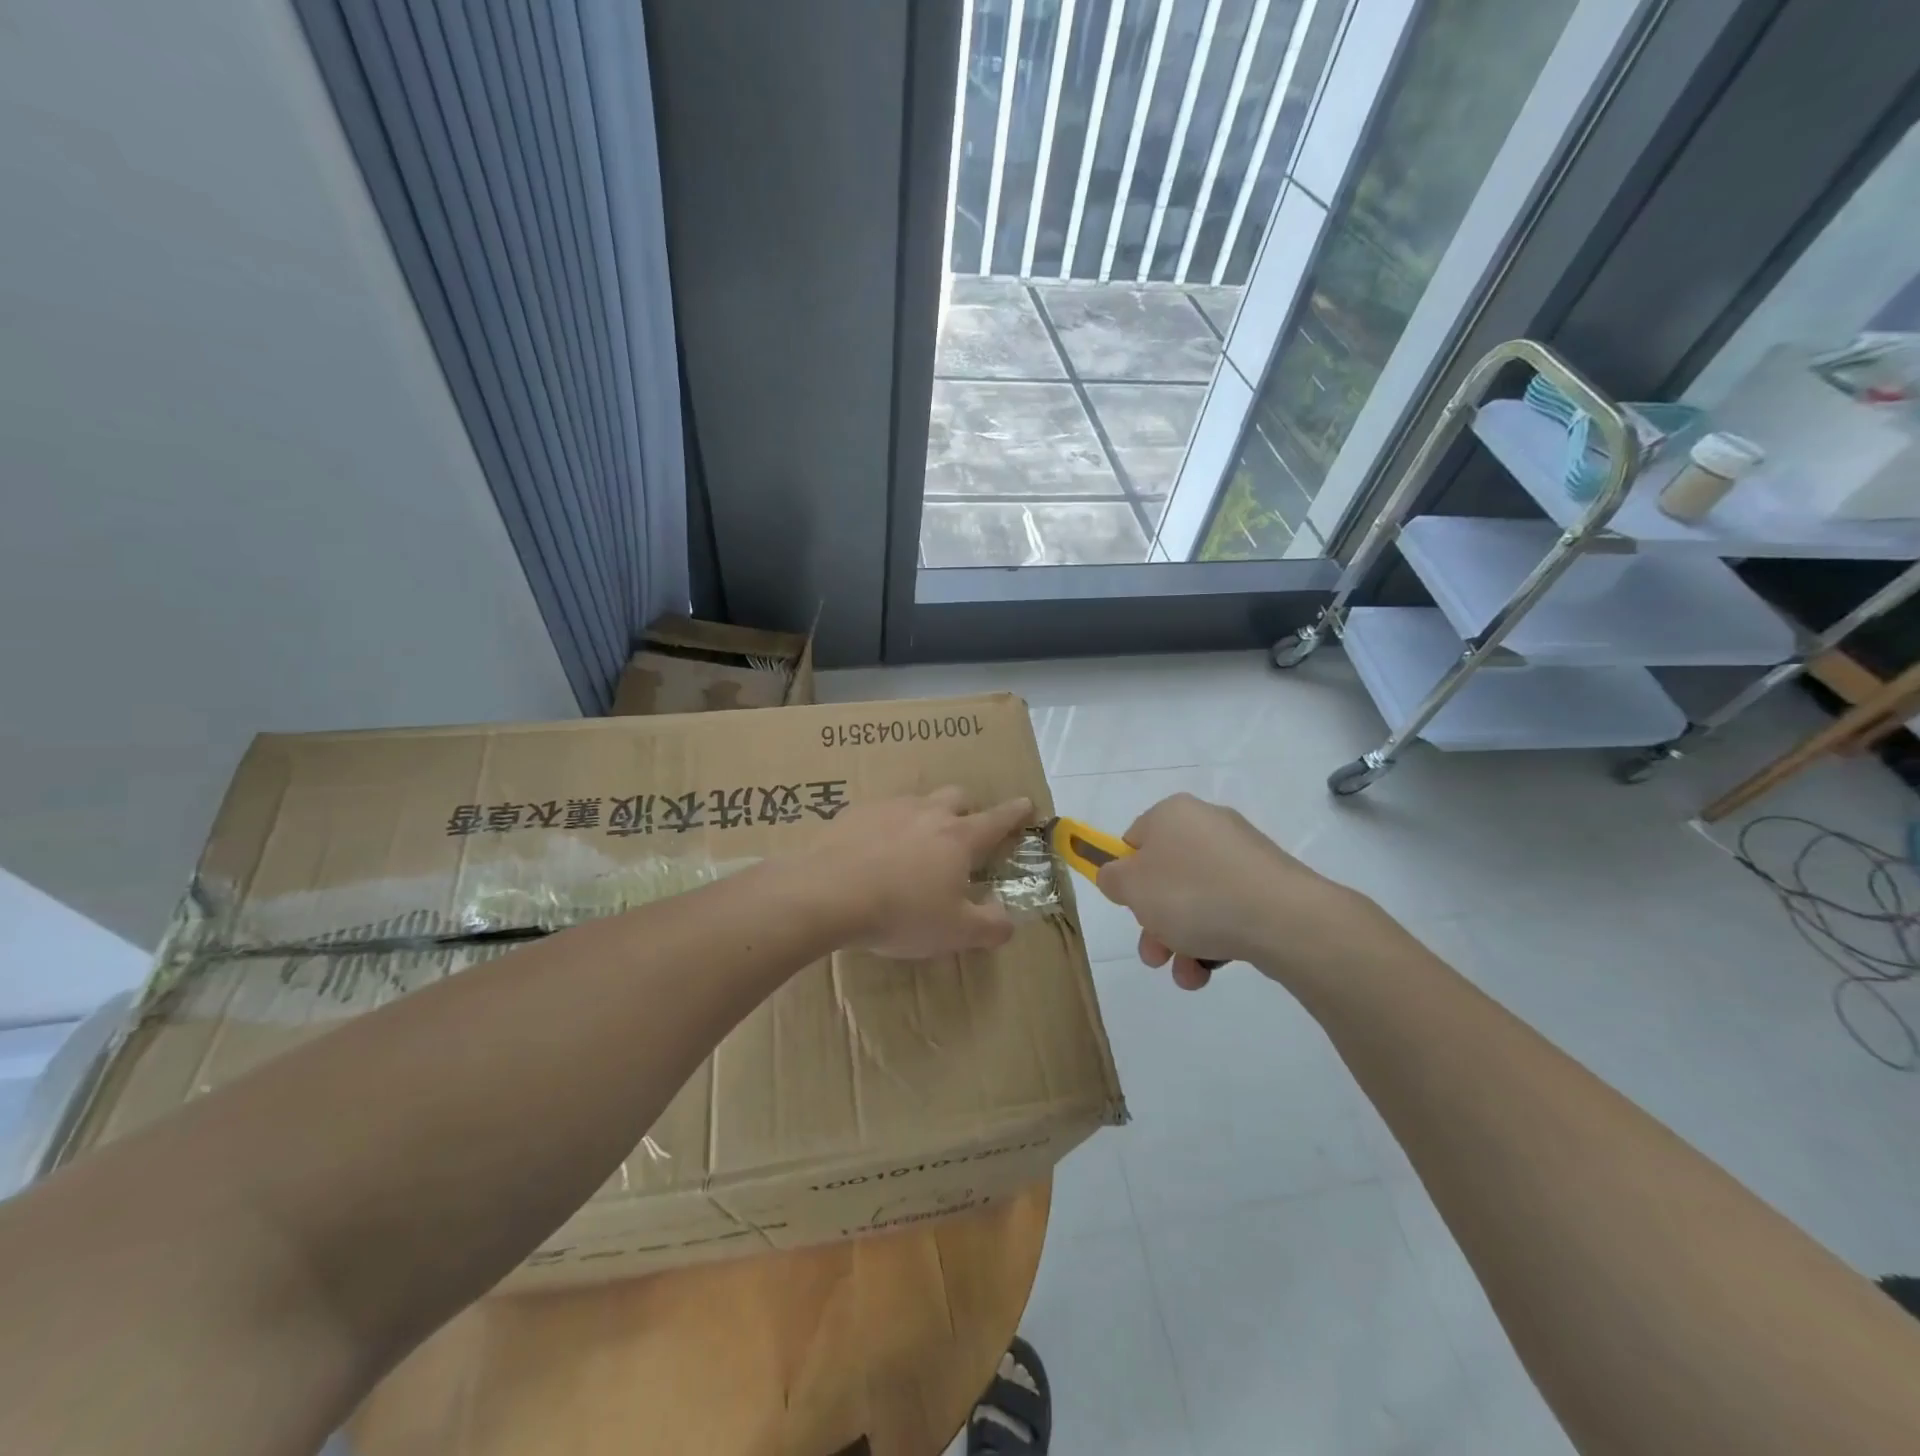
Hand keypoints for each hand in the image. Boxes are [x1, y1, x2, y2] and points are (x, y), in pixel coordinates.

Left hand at [816, 788, 1033, 958]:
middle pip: (957, 797)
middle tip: (965, 831)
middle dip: (968, 809)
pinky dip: (887, 826)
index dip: (1016, 812)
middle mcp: (928, 813)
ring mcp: (889, 808)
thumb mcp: (955, 932)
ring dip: (926, 816)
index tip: (1027, 803)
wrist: (827, 893)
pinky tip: (873, 850)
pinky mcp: (854, 813)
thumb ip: (990, 926)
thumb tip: (1008, 919)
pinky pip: (880, 812)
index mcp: (959, 838)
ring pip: (918, 801)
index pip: (997, 819)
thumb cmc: (901, 913)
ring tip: (915, 845)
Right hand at [1094, 793, 1384, 989]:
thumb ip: (1112, 878)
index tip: (1128, 906)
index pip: (1134, 840)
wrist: (1284, 918)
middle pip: (1165, 875)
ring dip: (1181, 939)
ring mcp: (1243, 855)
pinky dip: (1214, 939)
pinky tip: (1209, 970)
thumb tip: (1118, 876)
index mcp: (1172, 813)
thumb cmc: (1193, 894)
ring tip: (1186, 974)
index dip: (1125, 876)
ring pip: (1196, 899)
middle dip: (1154, 920)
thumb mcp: (1132, 887)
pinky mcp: (1270, 884)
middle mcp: (1208, 824)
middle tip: (1153, 952)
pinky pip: (1228, 910)